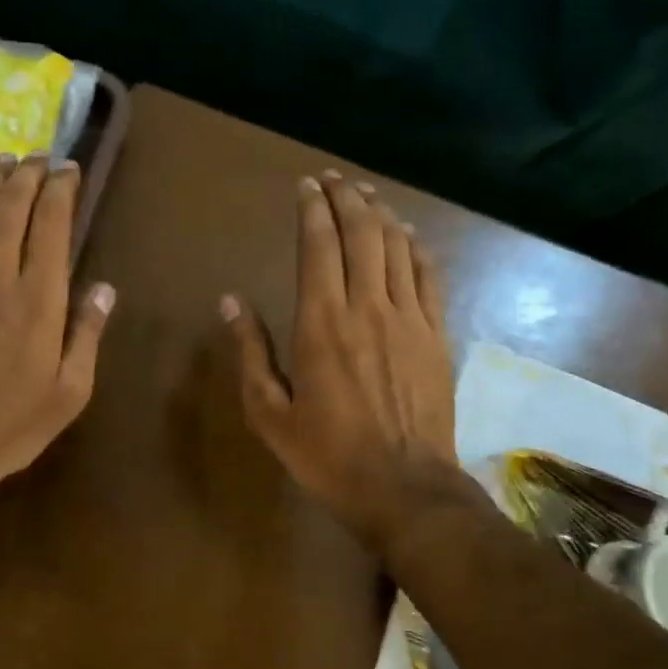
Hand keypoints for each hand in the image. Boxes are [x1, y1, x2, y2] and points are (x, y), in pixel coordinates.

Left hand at [0, 152, 114, 511]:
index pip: (53, 222)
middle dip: (29, 173)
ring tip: (5, 160)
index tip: (70, 169)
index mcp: (41, 297)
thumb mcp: (69, 392)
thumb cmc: (10, 426)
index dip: (62, 188)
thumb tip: (105, 289)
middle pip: (13, 205)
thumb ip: (87, 334)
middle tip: (39, 157)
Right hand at [222, 171, 460, 551]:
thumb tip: (230, 302)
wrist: (405, 489)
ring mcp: (409, 319)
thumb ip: (251, 352)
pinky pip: (429, 275)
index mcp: (321, 324)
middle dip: (346, 198)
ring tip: (365, 194)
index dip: (312, 209)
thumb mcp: (269, 412)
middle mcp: (367, 308)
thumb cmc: (327, 455)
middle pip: (362, 234)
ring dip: (380, 214)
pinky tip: (407, 233)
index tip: (305, 186)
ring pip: (397, 247)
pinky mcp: (437, 335)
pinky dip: (416, 246)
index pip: (318, 246)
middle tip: (333, 179)